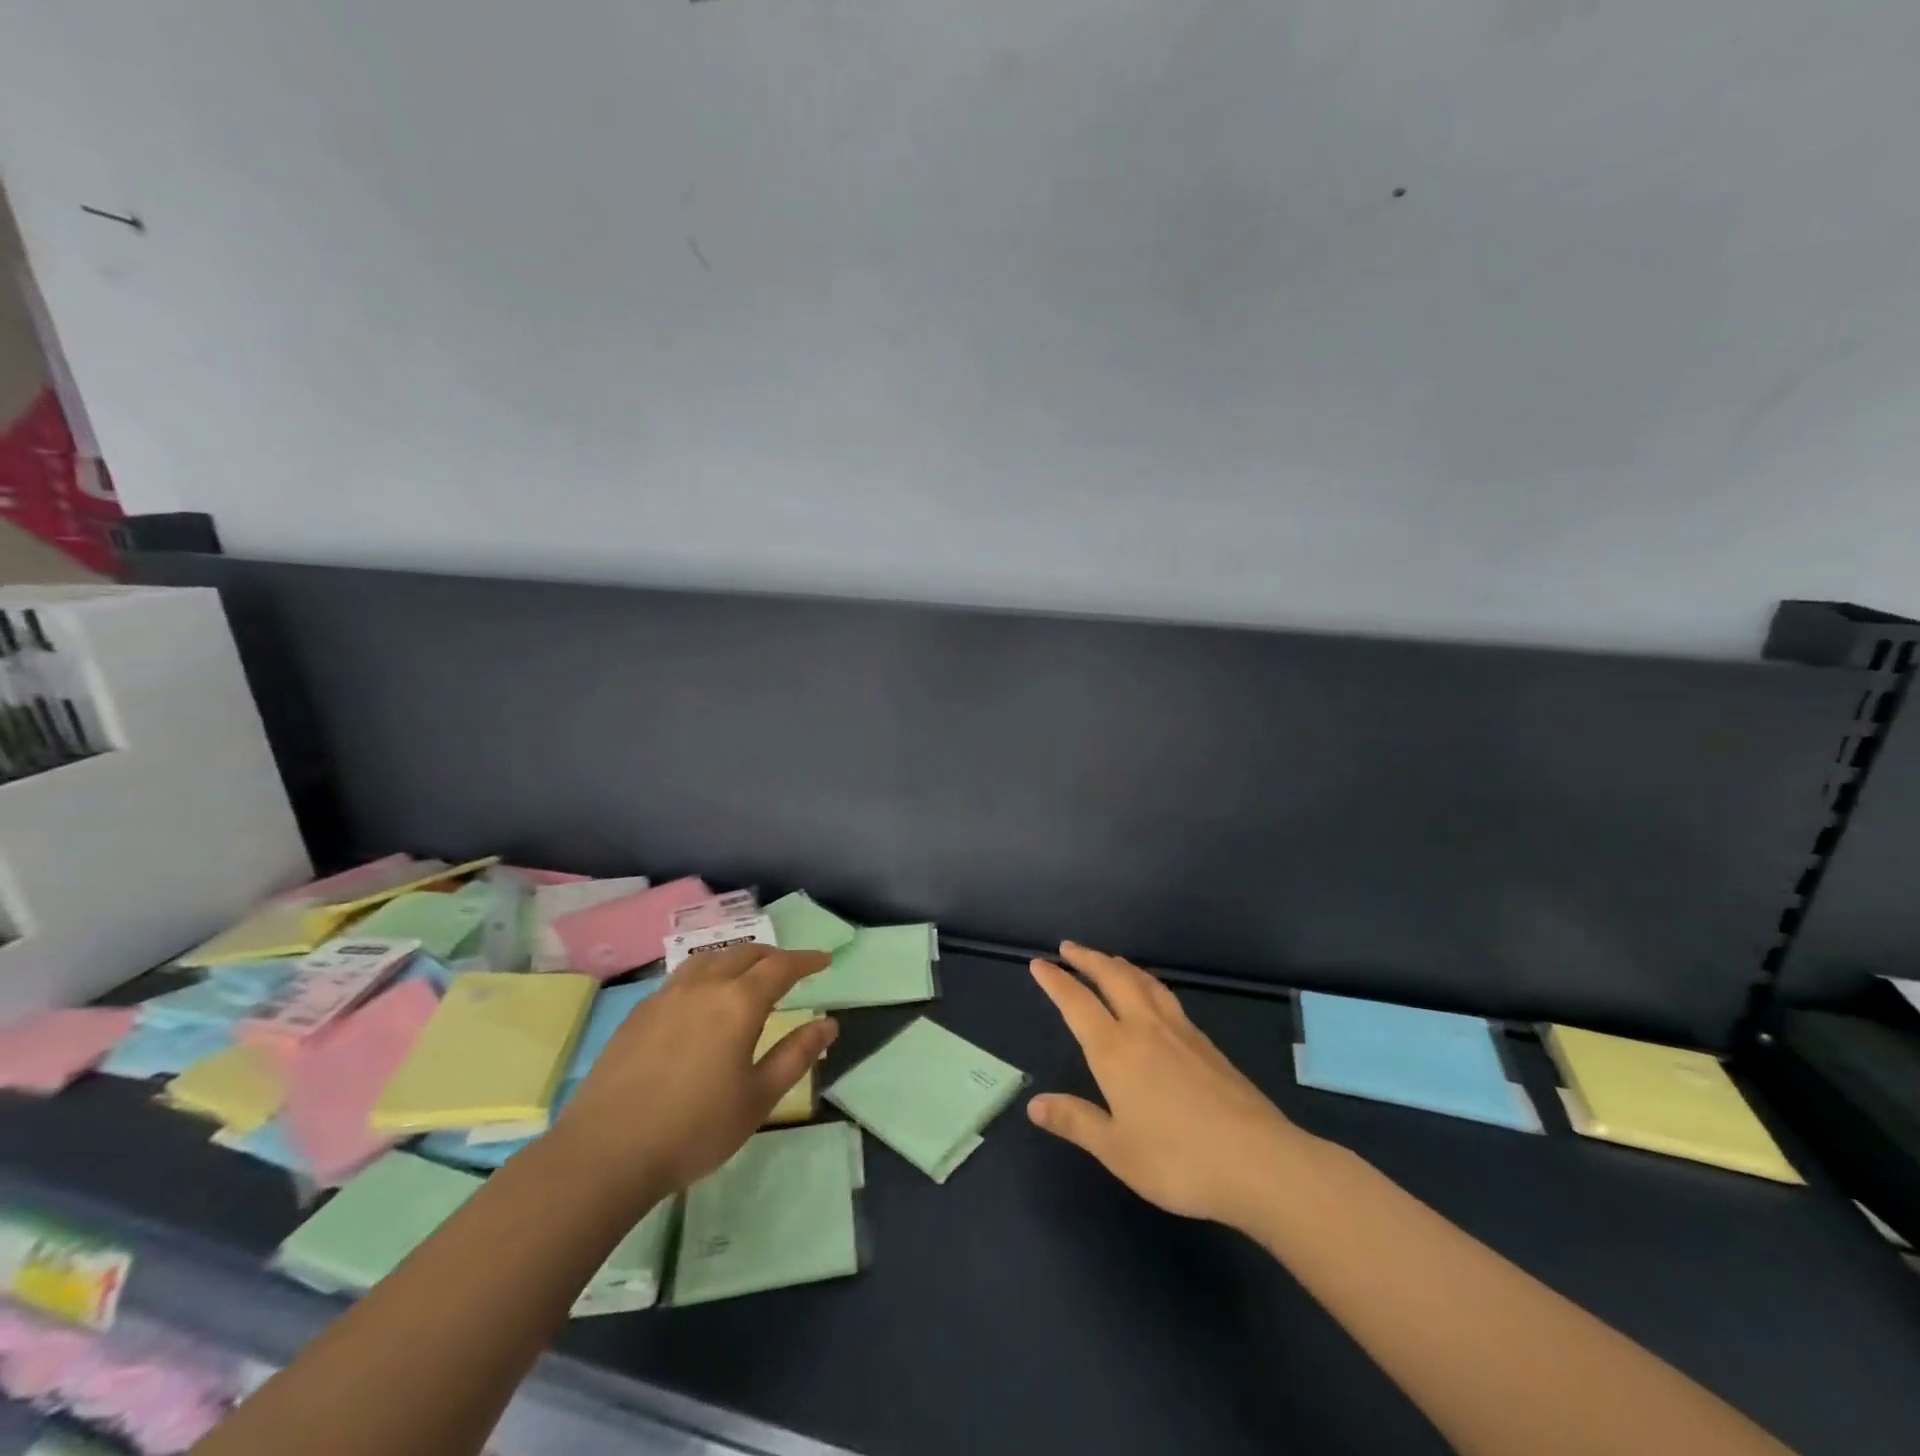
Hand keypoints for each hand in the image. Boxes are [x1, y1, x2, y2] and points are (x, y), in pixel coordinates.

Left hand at [554, 944, 837, 1203]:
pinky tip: (702, 1000)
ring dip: (737, 959)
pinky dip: (706, 974)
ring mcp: (666, 996)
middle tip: (790, 970)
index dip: (806, 960)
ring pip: (710, 959)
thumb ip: (796, 1055)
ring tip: (747, 976)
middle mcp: (704, 986)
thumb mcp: (758, 1098)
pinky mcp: (639, 1013)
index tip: (825, 960)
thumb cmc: (694, 1129)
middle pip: (745, 953)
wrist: (605, 1153)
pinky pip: (682, 976)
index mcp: (739, 1003)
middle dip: (773, 956)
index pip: (781, 966)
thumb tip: (829, 1024)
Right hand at [1029, 942, 1311, 1228]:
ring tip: (1107, 960)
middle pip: (1112, 977)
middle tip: (1068, 948)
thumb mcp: (1117, 1150)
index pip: (1077, 1003)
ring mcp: (1180, 1031)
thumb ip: (1075, 1121)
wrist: (1259, 1161)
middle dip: (1087, 959)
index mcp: (1116, 1050)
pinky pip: (1166, 996)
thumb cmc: (1178, 1160)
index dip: (1056, 981)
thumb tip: (1035, 1104)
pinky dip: (1147, 982)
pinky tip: (1152, 996)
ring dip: (1119, 964)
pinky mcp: (1206, 1043)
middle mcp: (1145, 1028)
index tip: (1039, 963)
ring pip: (1143, 981)